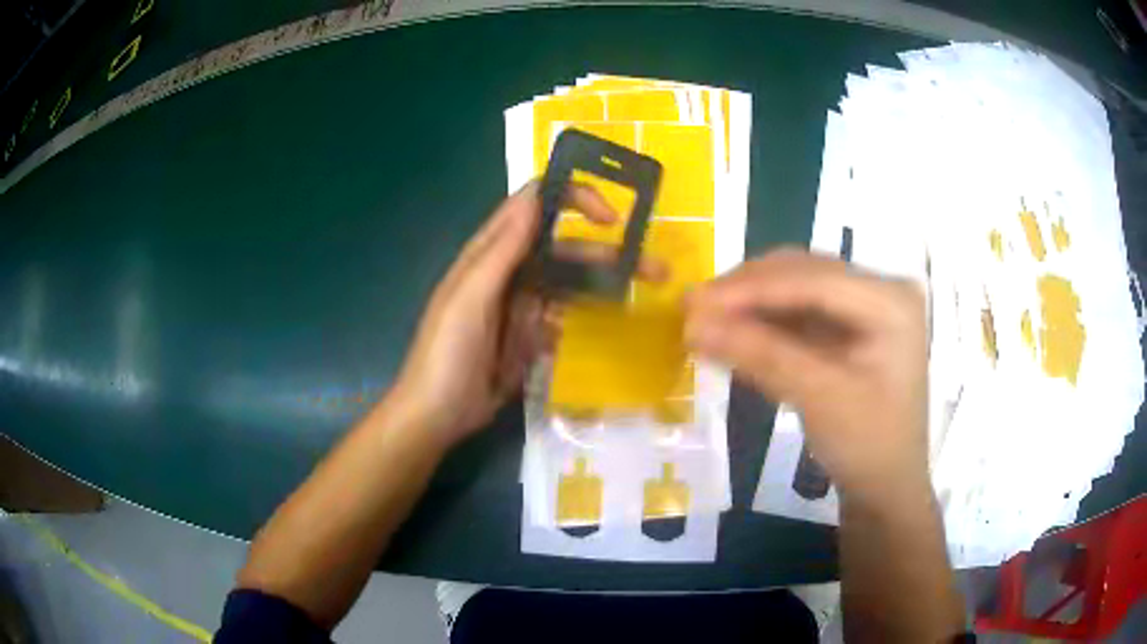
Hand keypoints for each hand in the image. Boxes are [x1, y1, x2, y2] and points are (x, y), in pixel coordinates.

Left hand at [391, 181, 662, 446]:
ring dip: (606, 284)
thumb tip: (535, 198)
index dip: (572, 199)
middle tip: (656, 268)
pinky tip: (613, 323)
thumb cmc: (446, 353)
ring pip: (570, 283)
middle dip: (608, 252)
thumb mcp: (470, 298)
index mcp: (490, 253)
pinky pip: (565, 317)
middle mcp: (510, 271)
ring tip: (647, 292)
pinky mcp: (531, 336)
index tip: (611, 219)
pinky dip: (587, 316)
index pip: (534, 206)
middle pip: (564, 248)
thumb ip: (501, 250)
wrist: (437, 415)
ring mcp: (523, 305)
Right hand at [684, 249, 927, 495]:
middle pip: (803, 275)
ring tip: (702, 320)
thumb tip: (693, 324)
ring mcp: (865, 305)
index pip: (814, 279)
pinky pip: (798, 312)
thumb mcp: (819, 399)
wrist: (886, 486)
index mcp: (891, 300)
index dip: (751, 288)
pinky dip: (763, 323)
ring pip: (795, 289)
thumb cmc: (868, 445)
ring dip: (750, 305)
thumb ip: (761, 355)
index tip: (694, 302)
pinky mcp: (849, 326)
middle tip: (690, 308)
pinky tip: (732, 333)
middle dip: (746, 292)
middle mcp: (880, 289)